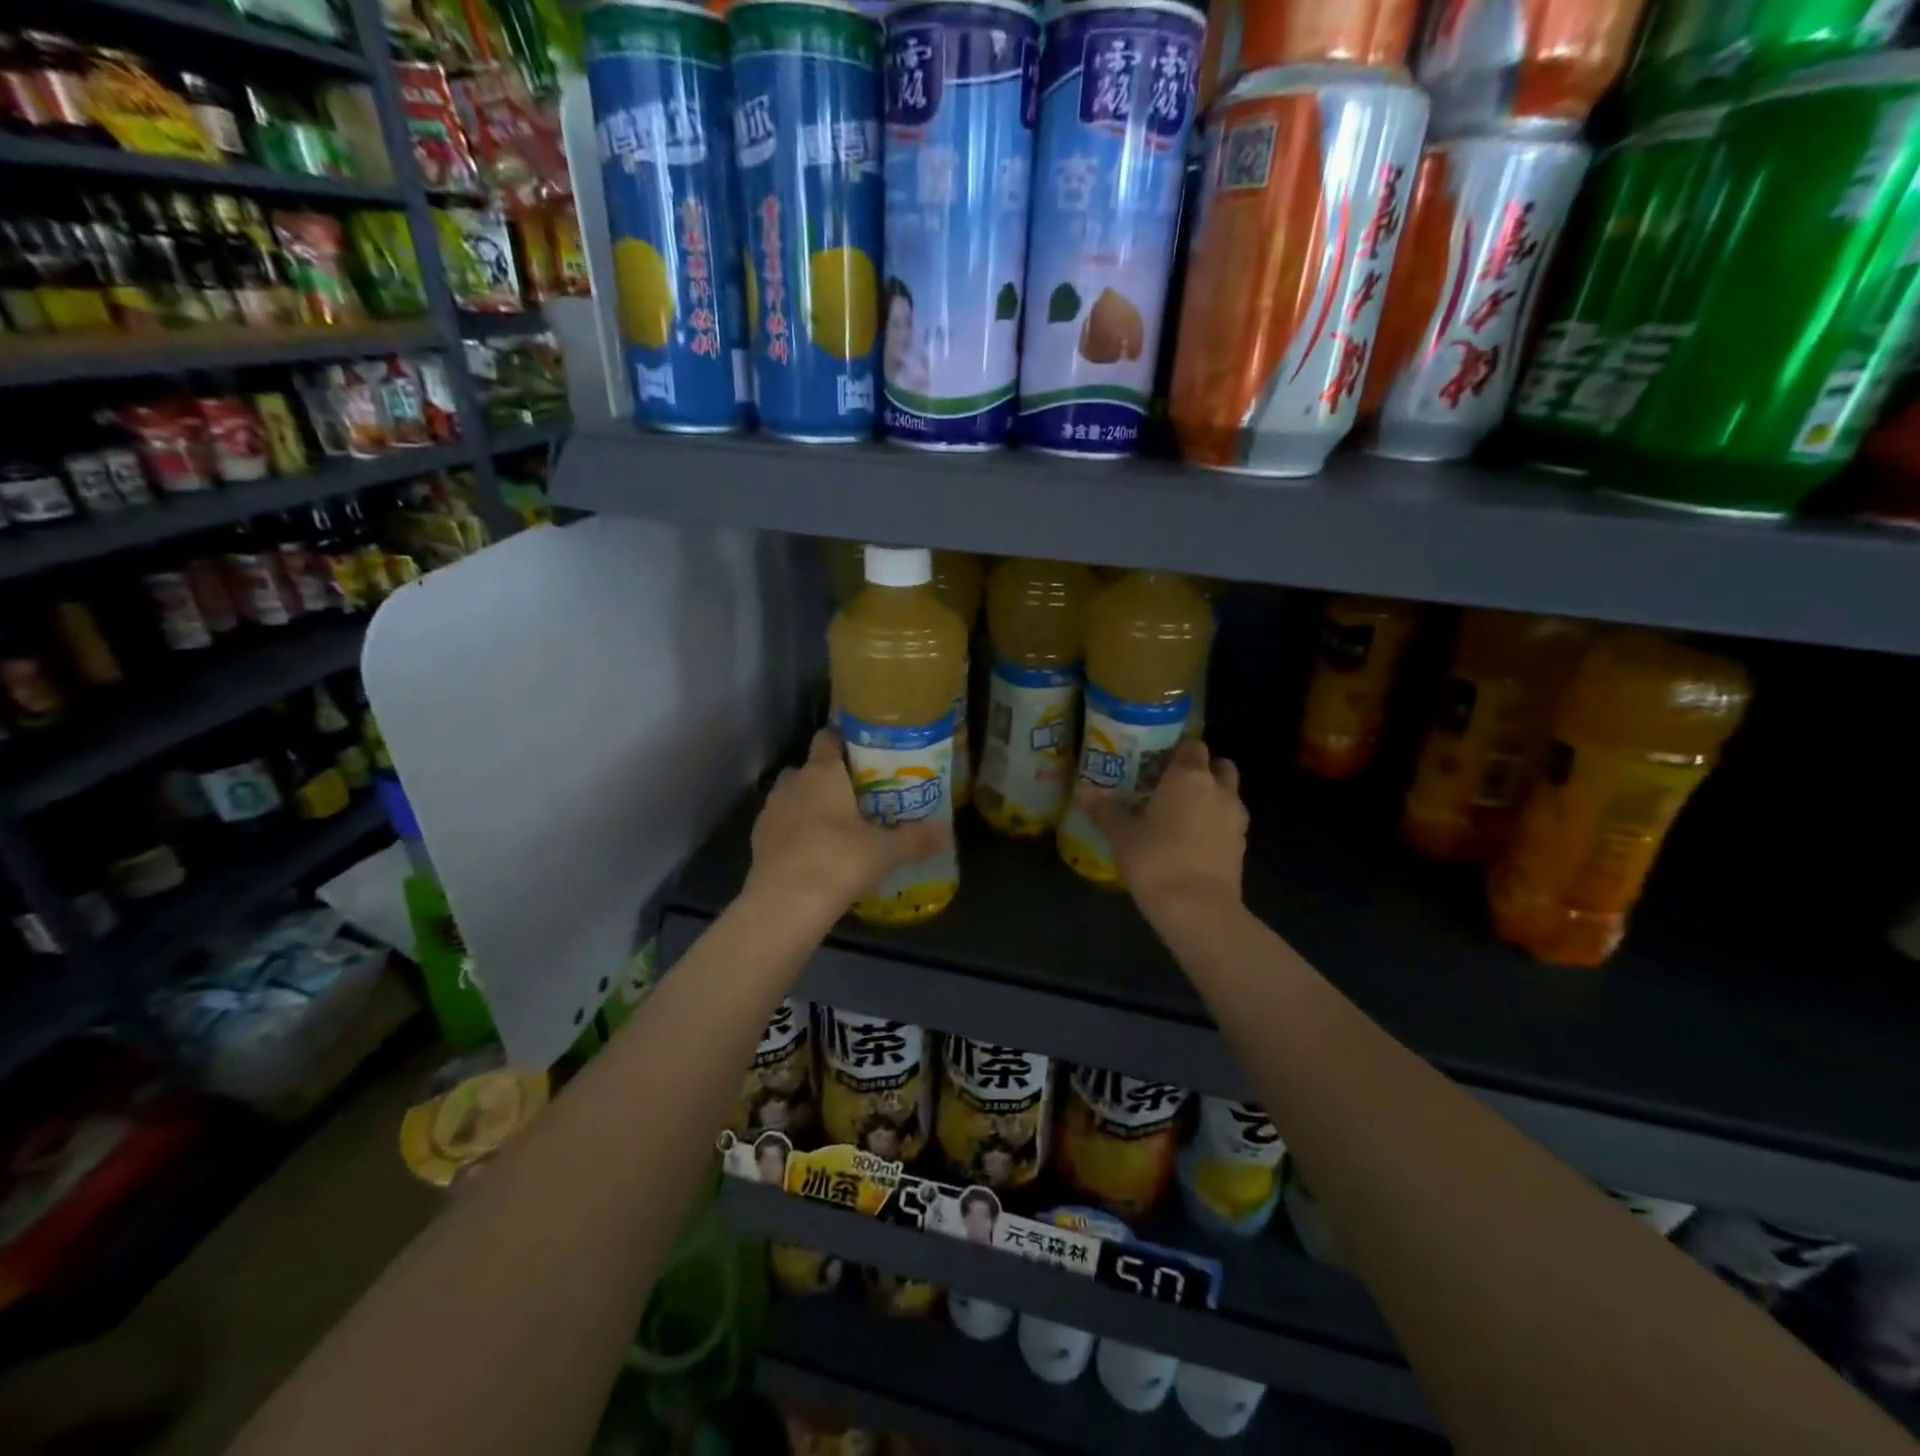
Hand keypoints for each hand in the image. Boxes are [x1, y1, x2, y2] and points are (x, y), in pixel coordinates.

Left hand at [746, 728, 949, 916]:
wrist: (784, 905)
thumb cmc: (838, 862)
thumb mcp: (885, 852)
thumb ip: (917, 839)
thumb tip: (947, 832)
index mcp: (823, 772)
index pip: (829, 737)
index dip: (845, 741)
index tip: (866, 754)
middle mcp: (793, 782)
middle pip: (811, 767)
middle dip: (831, 778)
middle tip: (859, 796)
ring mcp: (771, 810)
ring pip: (794, 795)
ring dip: (810, 804)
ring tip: (837, 826)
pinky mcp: (758, 838)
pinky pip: (782, 823)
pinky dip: (796, 830)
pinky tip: (815, 851)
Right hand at [1077, 739, 1246, 924]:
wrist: (1198, 909)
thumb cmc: (1156, 859)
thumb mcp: (1120, 834)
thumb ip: (1103, 809)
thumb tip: (1081, 789)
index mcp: (1189, 776)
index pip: (1192, 745)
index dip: (1177, 748)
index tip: (1157, 758)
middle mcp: (1219, 790)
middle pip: (1219, 766)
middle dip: (1202, 770)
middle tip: (1172, 783)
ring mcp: (1235, 820)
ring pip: (1228, 796)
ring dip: (1212, 798)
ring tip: (1181, 814)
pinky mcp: (1241, 848)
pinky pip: (1228, 824)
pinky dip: (1215, 826)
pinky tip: (1191, 842)